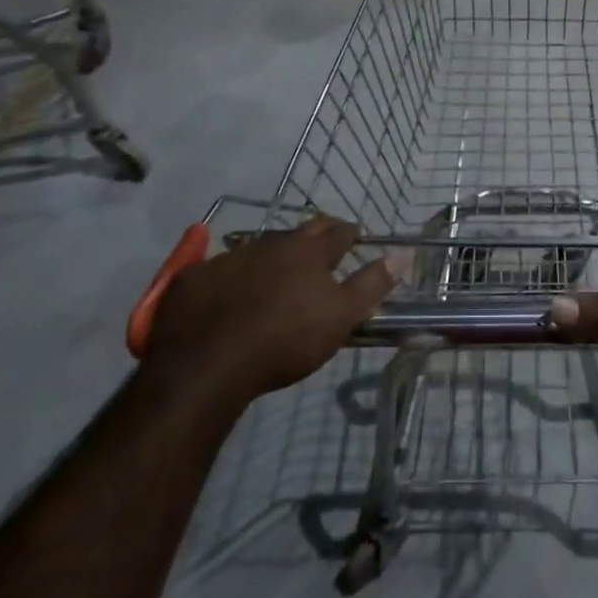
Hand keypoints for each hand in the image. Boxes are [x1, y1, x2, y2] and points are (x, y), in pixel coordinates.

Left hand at [145, 216, 397, 396]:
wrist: (207, 366)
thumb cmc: (285, 341)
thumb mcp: (341, 317)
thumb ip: (372, 284)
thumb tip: (403, 254)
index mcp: (308, 251)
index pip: (338, 232)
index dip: (351, 232)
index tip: (358, 235)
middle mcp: (269, 243)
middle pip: (299, 232)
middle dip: (315, 234)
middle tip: (324, 244)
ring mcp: (228, 258)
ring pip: (258, 247)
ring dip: (273, 254)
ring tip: (278, 270)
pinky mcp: (194, 279)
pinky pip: (218, 268)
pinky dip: (232, 275)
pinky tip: (230, 290)